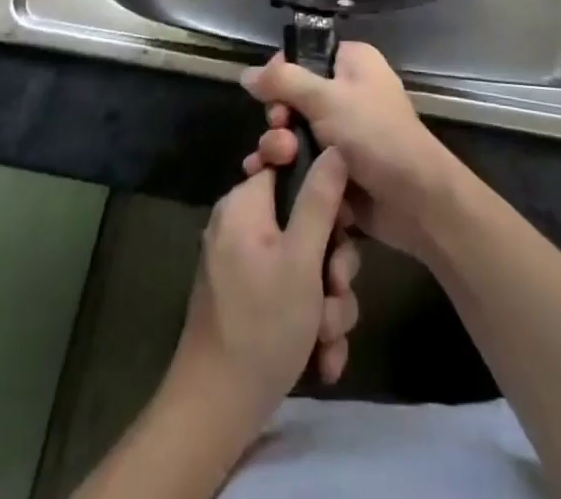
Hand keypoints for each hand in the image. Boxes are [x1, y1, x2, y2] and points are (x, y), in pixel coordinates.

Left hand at [168, 152, 362, 439]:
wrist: (215, 412)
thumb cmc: (262, 325)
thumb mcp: (302, 259)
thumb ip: (320, 199)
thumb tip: (334, 147)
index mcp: (246, 204)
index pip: (291, 167)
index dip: (324, 191)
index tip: (344, 224)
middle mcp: (242, 226)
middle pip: (306, 221)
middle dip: (332, 264)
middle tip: (337, 292)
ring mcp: (245, 265)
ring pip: (306, 264)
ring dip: (327, 303)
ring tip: (327, 337)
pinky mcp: (250, 301)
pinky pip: (291, 293)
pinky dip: (310, 323)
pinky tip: (321, 358)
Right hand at [241, 42, 462, 261]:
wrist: (414, 199)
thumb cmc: (374, 134)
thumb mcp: (326, 98)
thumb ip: (283, 82)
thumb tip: (246, 73)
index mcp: (352, 62)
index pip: (304, 55)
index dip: (281, 73)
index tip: (268, 93)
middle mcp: (346, 91)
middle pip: (292, 96)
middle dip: (278, 117)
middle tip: (280, 130)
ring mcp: (341, 131)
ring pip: (293, 131)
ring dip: (278, 146)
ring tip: (278, 161)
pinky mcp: (335, 167)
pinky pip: (300, 160)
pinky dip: (284, 168)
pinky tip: (264, 178)